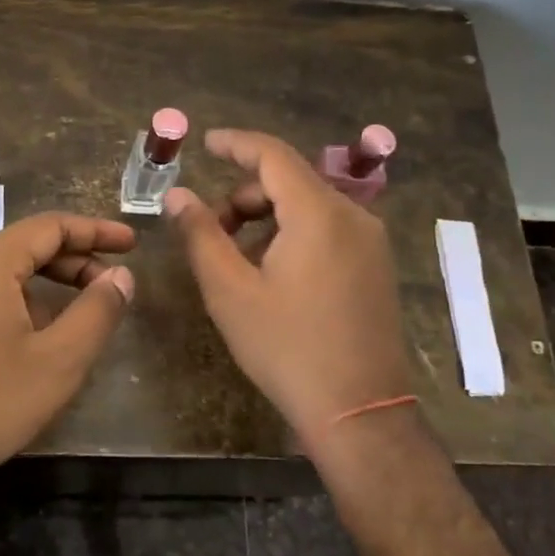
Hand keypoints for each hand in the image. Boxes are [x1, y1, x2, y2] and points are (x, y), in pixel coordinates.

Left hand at [0, 212, 135, 496]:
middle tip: (113, 286)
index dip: (96, 232)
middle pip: (26, 247)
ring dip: (48, 286)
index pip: (51, 226)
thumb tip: (121, 277)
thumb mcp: (58, 361)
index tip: (132, 245)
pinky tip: (34, 341)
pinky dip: (19, 304)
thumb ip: (97, 312)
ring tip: (81, 317)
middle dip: (75, 261)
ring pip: (4, 274)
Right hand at [168, 129, 410, 453]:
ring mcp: (370, 242)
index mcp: (319, 213)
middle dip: (244, 196)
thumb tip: (178, 195)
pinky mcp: (376, 265)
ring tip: (237, 261)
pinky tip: (272, 274)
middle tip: (211, 233)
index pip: (273, 155)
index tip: (205, 143)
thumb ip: (201, 234)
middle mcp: (353, 216)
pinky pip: (327, 229)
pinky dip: (292, 235)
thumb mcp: (230, 291)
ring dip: (266, 219)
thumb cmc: (287, 348)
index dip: (235, 144)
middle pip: (289, 182)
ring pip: (308, 207)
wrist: (359, 412)